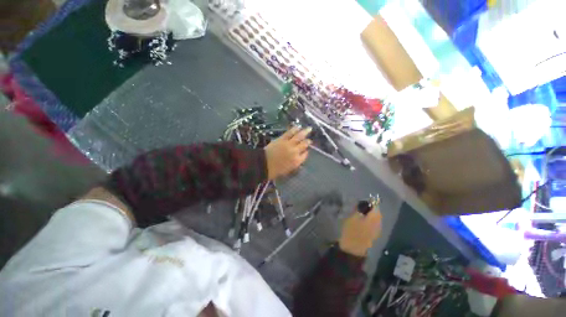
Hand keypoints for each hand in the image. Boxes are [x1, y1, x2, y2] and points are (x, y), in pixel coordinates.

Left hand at [264, 126, 311, 179]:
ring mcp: (289, 144)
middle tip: (309, 140)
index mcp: (297, 161)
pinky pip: (290, 133)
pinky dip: (294, 129)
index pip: (305, 155)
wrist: (264, 164)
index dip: (306, 152)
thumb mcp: (288, 170)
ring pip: (299, 137)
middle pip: (304, 145)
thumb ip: (295, 163)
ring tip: (309, 129)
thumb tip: (299, 158)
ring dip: (305, 132)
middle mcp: (295, 151)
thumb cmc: (275, 170)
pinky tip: (298, 127)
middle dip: (308, 142)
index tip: (306, 150)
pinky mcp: (282, 139)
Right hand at [339, 206, 381, 256]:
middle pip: (377, 213)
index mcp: (374, 218)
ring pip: (376, 219)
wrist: (352, 249)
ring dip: (372, 215)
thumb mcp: (352, 216)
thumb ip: (358, 208)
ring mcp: (377, 231)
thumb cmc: (351, 230)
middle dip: (372, 208)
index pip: (376, 207)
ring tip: (364, 212)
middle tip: (364, 204)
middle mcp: (378, 224)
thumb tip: (361, 203)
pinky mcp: (373, 236)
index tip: (367, 198)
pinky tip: (364, 220)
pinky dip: (370, 221)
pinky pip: (374, 225)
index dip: (372, 202)